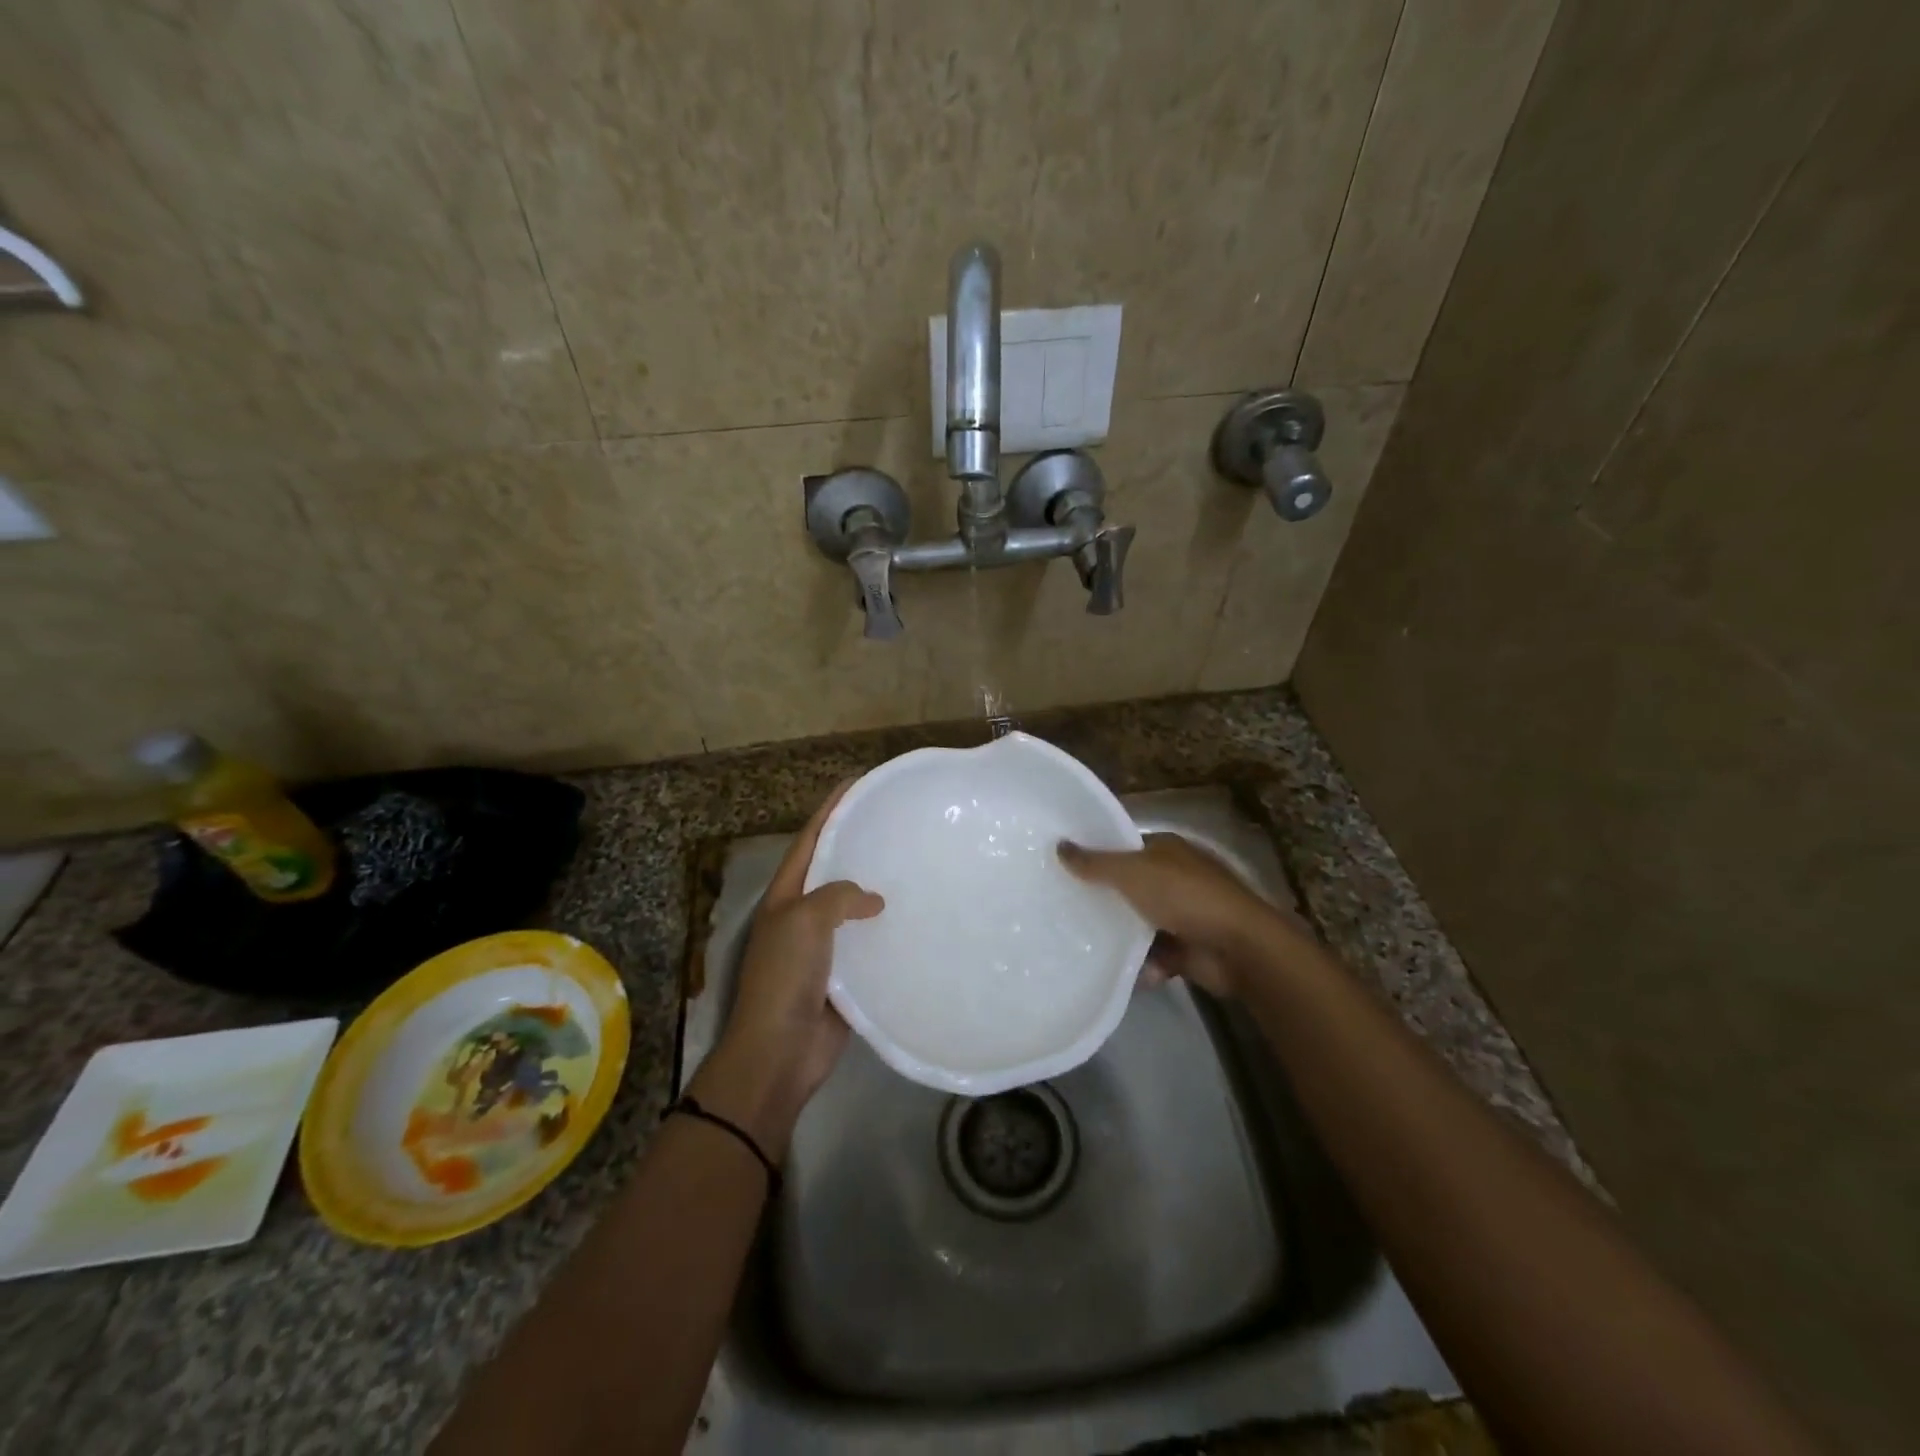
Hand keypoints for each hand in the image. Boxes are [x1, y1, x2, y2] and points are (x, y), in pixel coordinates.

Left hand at [693, 781, 882, 1157]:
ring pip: (854, 908)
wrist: (780, 1051)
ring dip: (877, 889)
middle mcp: (803, 915)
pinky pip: (868, 943)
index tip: (858, 784)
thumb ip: (838, 897)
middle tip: (898, 825)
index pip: (810, 840)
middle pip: (832, 870)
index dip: (831, 810)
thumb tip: (874, 901)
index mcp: (785, 896)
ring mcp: (824, 947)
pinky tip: (917, 919)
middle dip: (859, 846)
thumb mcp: (805, 921)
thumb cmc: (786, 977)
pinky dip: (888, 930)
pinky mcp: (846, 975)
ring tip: (915, 866)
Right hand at [1057, 833, 1307, 998]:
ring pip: (1140, 924)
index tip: (1065, 870)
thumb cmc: (1184, 896)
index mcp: (1167, 850)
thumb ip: (1095, 863)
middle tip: (1066, 910)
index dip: (1097, 856)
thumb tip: (1060, 846)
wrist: (1238, 947)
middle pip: (1130, 886)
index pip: (1125, 848)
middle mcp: (1175, 877)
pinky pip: (1155, 955)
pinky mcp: (1188, 948)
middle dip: (1105, 900)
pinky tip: (1122, 972)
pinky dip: (1143, 964)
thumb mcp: (1132, 873)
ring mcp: (1184, 914)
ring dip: (1121, 938)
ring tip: (1084, 946)